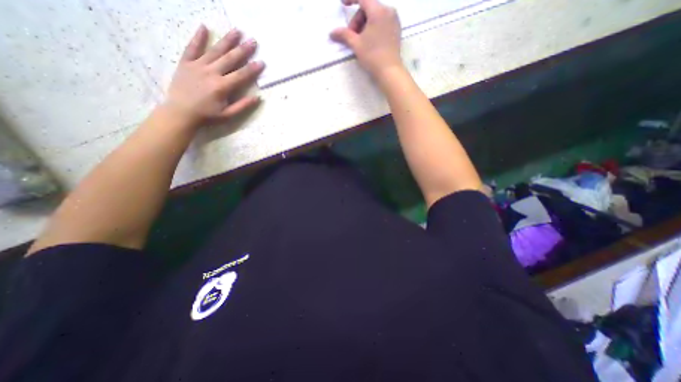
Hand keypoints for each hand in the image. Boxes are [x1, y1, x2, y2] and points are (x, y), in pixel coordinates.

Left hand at [161, 26, 264, 129]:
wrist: (181, 112)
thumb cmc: (207, 115)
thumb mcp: (228, 115)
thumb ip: (243, 106)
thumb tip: (257, 98)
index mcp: (222, 86)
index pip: (241, 75)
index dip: (252, 69)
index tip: (262, 62)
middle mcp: (211, 72)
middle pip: (230, 59)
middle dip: (243, 50)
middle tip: (253, 41)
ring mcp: (197, 66)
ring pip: (214, 50)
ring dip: (226, 41)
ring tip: (237, 31)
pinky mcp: (186, 63)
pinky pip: (192, 47)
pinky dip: (198, 38)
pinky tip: (204, 27)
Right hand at [332, 0, 400, 77]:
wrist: (389, 71)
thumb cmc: (372, 56)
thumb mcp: (356, 44)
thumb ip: (344, 35)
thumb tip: (332, 33)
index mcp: (378, 11)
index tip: (343, 4)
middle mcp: (388, 10)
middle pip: (368, 8)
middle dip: (357, 20)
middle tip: (352, 36)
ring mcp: (394, 20)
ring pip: (375, 15)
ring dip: (365, 24)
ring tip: (361, 41)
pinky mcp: (396, 29)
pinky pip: (382, 21)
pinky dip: (373, 27)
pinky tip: (370, 41)